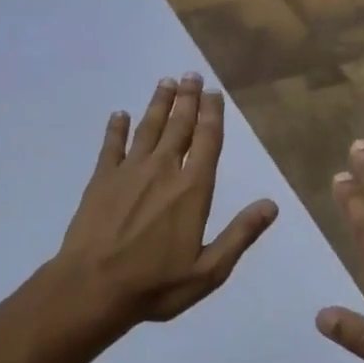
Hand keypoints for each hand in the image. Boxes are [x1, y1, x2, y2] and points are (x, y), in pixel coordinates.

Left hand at [57, 72, 278, 325]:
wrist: (92, 288)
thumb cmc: (155, 284)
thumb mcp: (209, 270)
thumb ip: (240, 234)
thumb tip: (271, 205)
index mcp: (192, 190)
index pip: (207, 142)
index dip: (212, 115)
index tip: (214, 93)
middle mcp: (163, 171)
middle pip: (178, 126)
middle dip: (186, 99)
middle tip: (191, 74)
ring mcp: (128, 172)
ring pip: (147, 129)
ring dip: (157, 104)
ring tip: (165, 82)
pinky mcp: (100, 180)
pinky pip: (111, 146)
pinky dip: (117, 128)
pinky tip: (120, 114)